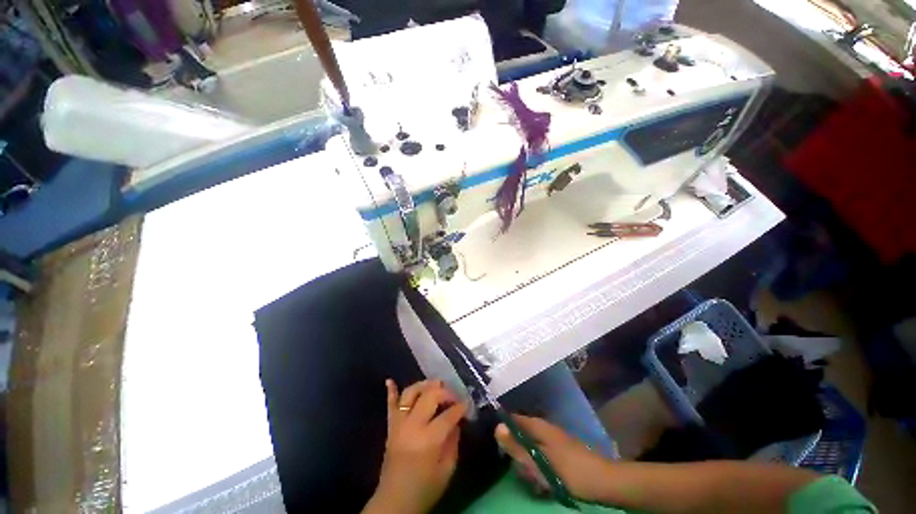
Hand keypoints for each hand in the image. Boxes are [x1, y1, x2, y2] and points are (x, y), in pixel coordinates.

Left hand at [363, 379, 467, 513]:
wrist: (394, 503)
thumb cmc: (424, 489)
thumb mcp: (447, 470)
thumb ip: (453, 442)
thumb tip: (457, 421)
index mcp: (429, 439)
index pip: (448, 415)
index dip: (460, 407)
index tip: (467, 404)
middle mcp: (412, 425)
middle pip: (430, 396)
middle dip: (445, 392)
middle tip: (454, 396)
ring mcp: (399, 424)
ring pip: (410, 393)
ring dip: (424, 385)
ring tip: (436, 384)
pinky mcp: (390, 427)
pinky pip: (389, 405)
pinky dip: (390, 391)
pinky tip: (390, 380)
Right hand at [495, 414, 613, 502]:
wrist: (603, 480)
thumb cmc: (568, 470)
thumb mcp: (539, 462)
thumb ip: (517, 446)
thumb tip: (497, 427)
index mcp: (538, 425)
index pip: (513, 418)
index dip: (504, 428)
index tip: (498, 445)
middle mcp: (544, 427)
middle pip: (521, 433)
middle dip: (516, 450)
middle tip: (519, 468)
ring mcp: (553, 437)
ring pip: (531, 445)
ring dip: (528, 460)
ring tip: (531, 476)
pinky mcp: (560, 449)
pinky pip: (541, 453)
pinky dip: (538, 464)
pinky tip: (542, 477)